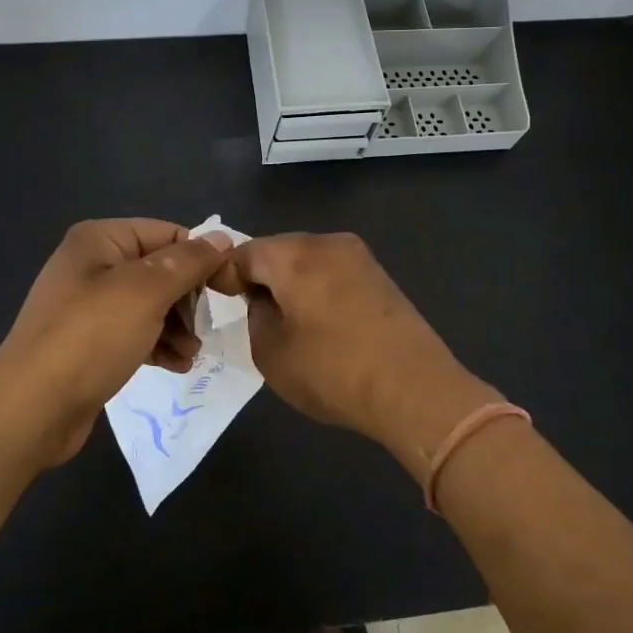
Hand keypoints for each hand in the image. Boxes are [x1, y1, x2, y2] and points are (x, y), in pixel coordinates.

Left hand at [0, 219, 233, 466]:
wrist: (31, 408)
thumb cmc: (91, 338)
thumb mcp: (146, 292)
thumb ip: (188, 262)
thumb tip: (223, 238)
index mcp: (100, 240)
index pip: (167, 234)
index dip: (200, 259)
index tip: (226, 290)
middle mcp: (92, 264)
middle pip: (160, 270)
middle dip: (187, 300)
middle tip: (204, 330)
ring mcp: (88, 305)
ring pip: (151, 304)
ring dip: (177, 327)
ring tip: (191, 354)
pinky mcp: (88, 341)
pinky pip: (135, 332)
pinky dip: (158, 344)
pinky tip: (176, 366)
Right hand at [209, 232, 498, 479]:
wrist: (415, 390)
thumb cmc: (333, 371)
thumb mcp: (272, 352)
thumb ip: (256, 316)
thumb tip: (264, 300)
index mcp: (295, 256)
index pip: (244, 252)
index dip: (225, 274)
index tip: (217, 299)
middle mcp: (327, 243)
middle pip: (278, 250)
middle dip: (258, 274)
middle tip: (246, 307)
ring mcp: (358, 256)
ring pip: (307, 259)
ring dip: (289, 281)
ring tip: (282, 316)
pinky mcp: (379, 275)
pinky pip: (332, 271)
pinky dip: (315, 287)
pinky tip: (316, 319)